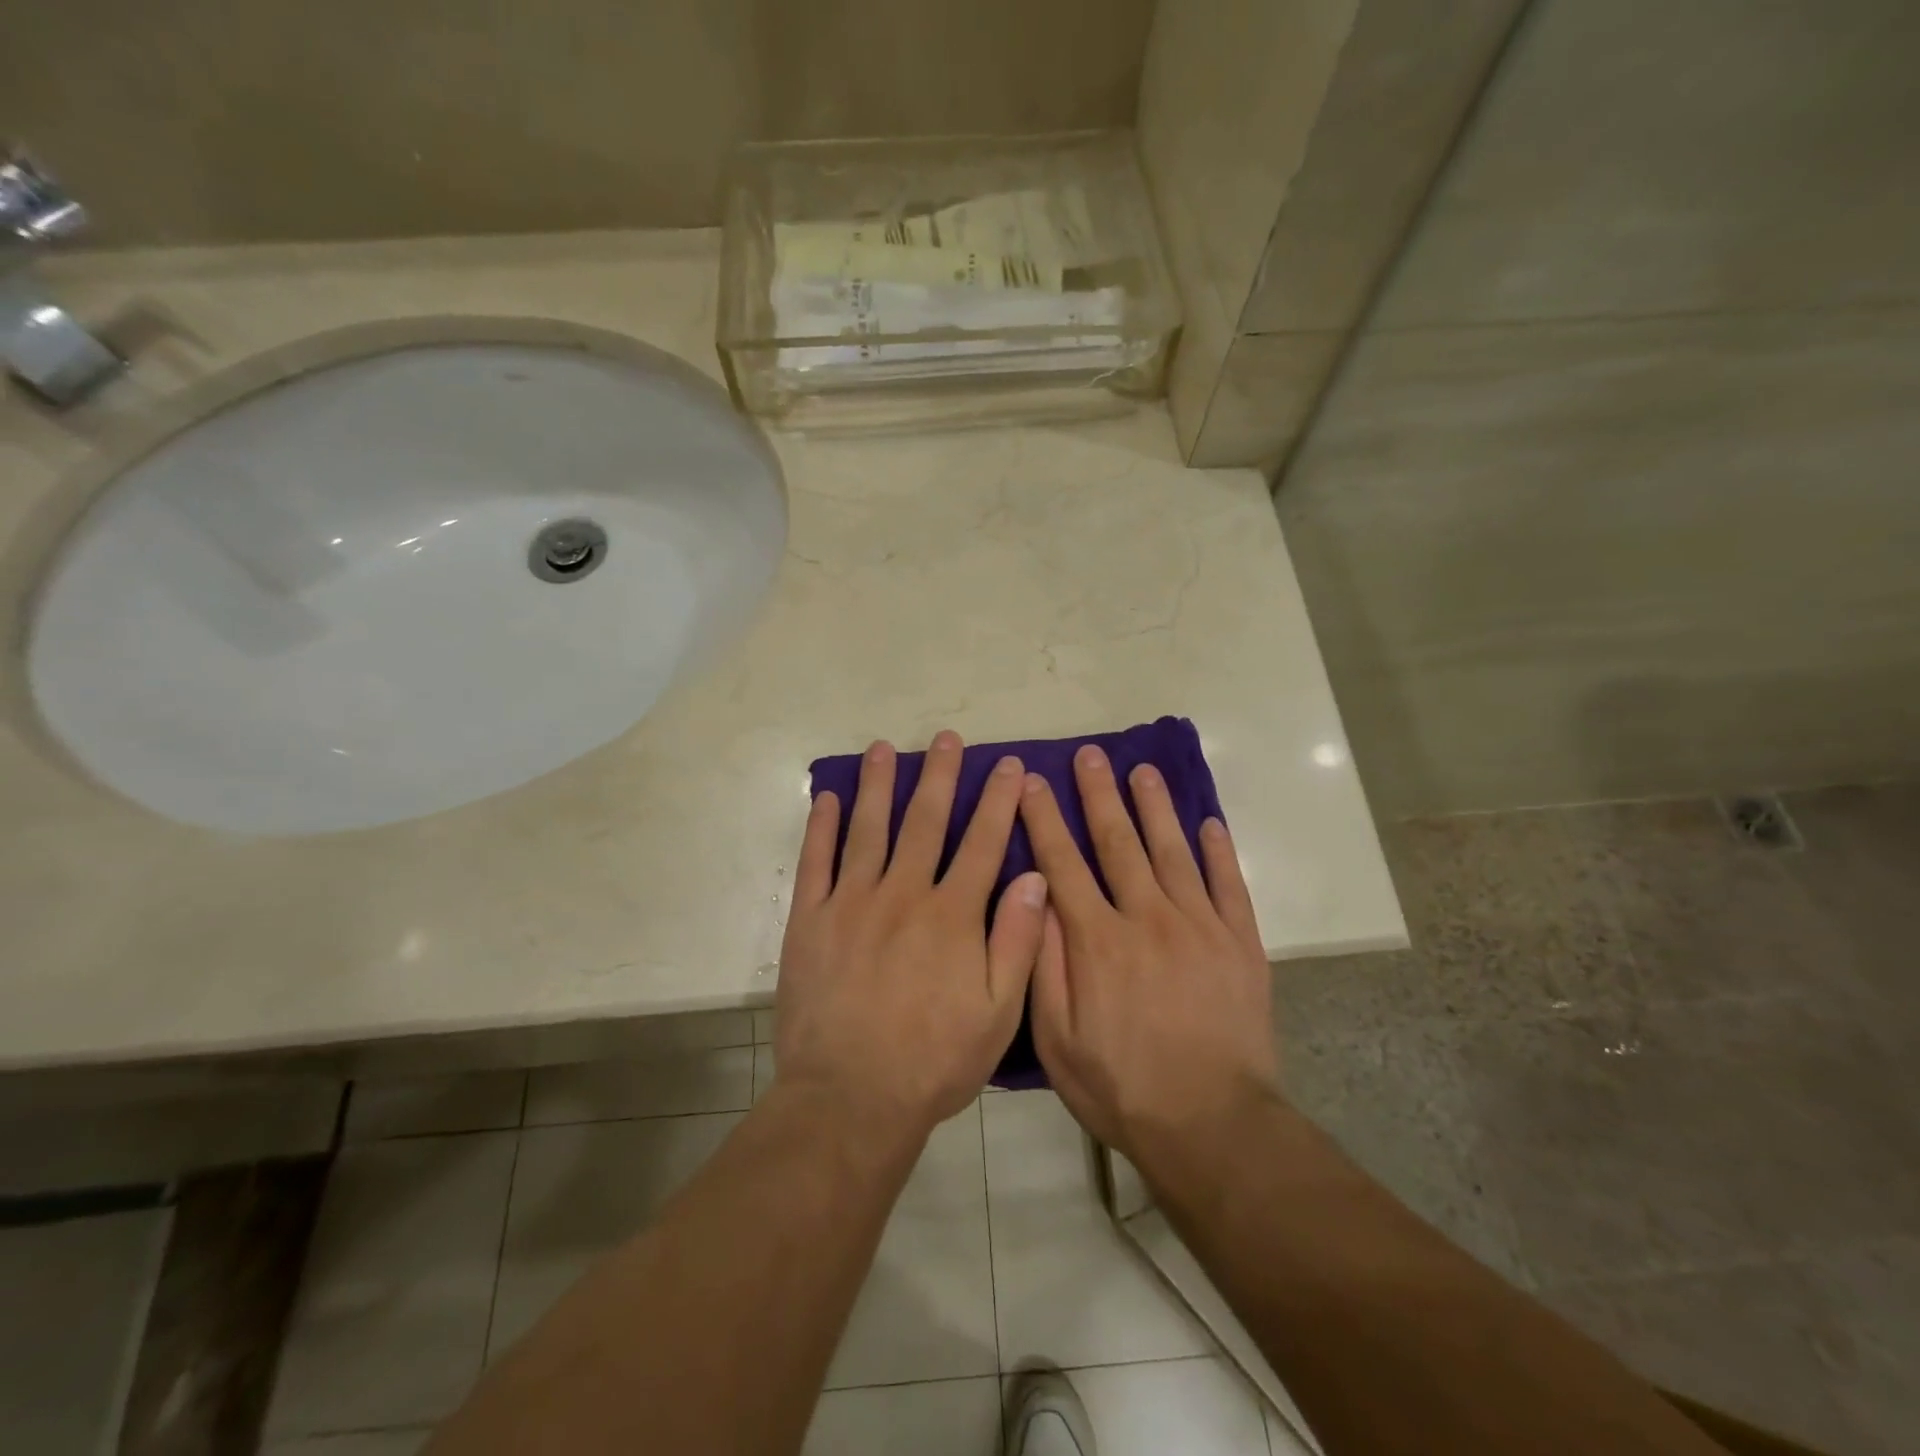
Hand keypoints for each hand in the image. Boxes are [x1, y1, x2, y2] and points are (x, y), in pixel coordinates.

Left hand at [775, 731, 1049, 1140]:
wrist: (850, 1097)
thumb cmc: (933, 1060)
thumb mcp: (998, 1013)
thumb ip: (1018, 941)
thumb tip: (1035, 877)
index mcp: (952, 915)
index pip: (982, 842)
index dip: (997, 801)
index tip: (1008, 765)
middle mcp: (903, 894)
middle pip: (925, 821)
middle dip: (940, 776)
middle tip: (945, 737)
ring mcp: (851, 903)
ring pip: (869, 829)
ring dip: (879, 785)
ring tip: (884, 748)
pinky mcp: (809, 920)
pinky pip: (816, 862)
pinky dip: (822, 826)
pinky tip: (829, 797)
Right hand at [1019, 744, 1277, 1161]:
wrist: (1212, 1125)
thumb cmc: (1122, 1086)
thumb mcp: (1057, 1039)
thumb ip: (1043, 964)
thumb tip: (1035, 898)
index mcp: (1097, 940)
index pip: (1063, 863)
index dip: (1045, 819)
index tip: (1034, 782)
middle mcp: (1146, 918)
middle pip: (1118, 842)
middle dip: (1100, 795)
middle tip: (1090, 755)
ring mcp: (1199, 926)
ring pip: (1172, 851)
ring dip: (1155, 807)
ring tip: (1143, 770)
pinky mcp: (1240, 943)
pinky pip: (1228, 884)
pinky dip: (1219, 851)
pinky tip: (1209, 823)